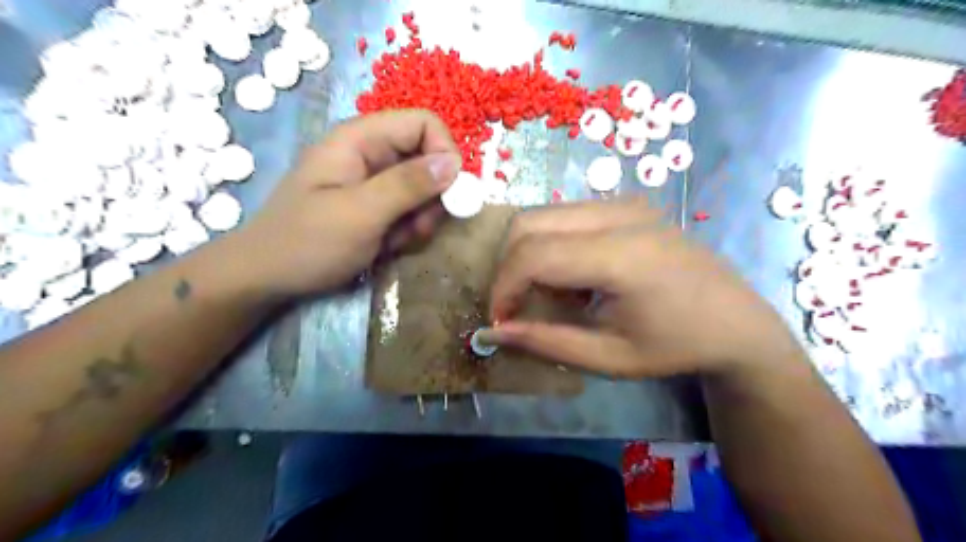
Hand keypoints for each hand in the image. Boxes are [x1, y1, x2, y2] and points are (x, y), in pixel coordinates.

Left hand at [233, 110, 459, 294]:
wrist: (268, 279)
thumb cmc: (307, 243)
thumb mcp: (360, 214)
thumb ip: (408, 185)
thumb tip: (454, 163)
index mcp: (360, 139)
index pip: (423, 124)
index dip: (445, 153)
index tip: (450, 194)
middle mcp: (370, 154)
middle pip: (427, 158)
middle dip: (432, 196)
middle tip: (417, 228)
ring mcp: (373, 182)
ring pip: (423, 189)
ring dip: (420, 219)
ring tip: (395, 241)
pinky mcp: (375, 206)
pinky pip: (410, 210)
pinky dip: (407, 230)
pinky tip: (386, 246)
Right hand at [492, 196, 800, 378]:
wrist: (737, 322)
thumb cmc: (676, 347)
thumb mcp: (608, 358)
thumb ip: (546, 342)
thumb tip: (493, 331)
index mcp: (621, 255)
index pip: (533, 254)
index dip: (504, 288)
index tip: (501, 320)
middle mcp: (619, 214)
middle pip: (528, 222)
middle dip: (508, 266)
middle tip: (516, 306)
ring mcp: (624, 203)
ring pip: (542, 214)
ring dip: (528, 254)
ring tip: (547, 294)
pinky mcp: (625, 204)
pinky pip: (564, 215)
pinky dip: (549, 244)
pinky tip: (572, 277)